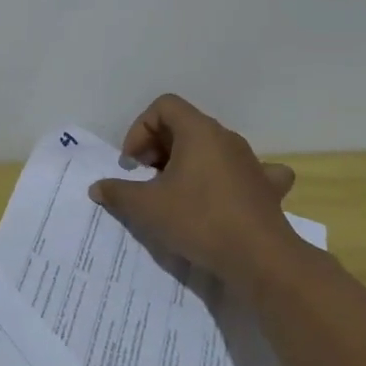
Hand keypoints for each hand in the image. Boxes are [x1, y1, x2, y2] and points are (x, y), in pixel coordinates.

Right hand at [88, 94, 306, 299]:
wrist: (260, 259)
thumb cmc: (199, 220)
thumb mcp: (146, 206)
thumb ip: (117, 192)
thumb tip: (98, 188)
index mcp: (199, 131)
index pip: (164, 106)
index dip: (140, 129)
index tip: (133, 163)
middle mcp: (227, 138)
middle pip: (186, 125)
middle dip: (159, 147)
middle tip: (146, 178)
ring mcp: (251, 162)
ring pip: (212, 148)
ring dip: (188, 162)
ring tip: (176, 191)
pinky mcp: (267, 188)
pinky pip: (246, 171)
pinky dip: (229, 177)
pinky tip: (224, 194)